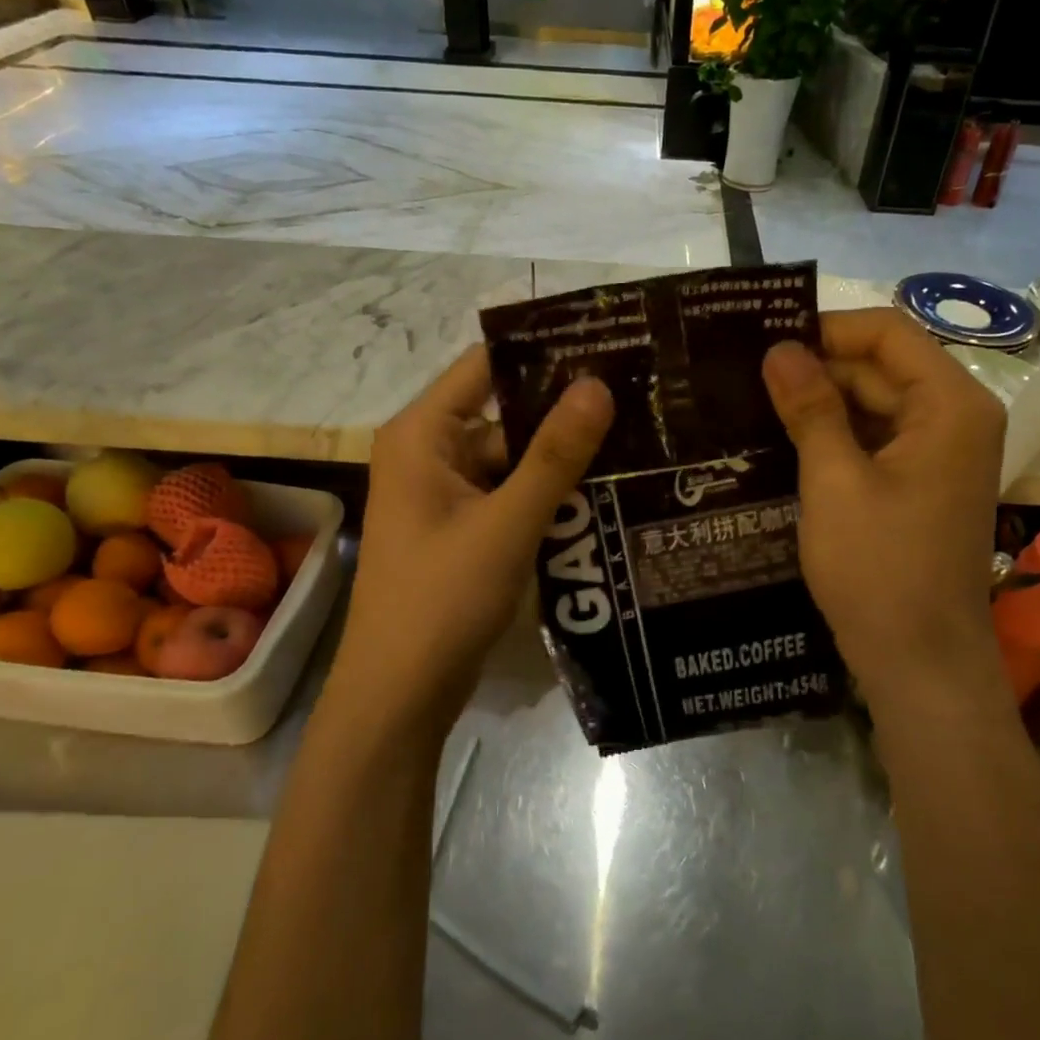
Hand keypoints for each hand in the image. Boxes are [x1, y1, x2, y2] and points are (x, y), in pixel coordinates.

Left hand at [334, 345, 614, 730]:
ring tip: (635, 440)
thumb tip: (598, 383)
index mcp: (423, 434)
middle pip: (503, 413)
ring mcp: (445, 494)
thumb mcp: (507, 522)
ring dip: (562, 457)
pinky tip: (603, 492)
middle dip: (564, 411)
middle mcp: (429, 453)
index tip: (607, 345)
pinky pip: (510, 494)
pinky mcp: (462, 528)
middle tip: (638, 398)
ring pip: (512, 458)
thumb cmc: (442, 599)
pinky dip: (548, 493)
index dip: (543, 352)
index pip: (485, 365)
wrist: (401, 694)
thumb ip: (554, 454)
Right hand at [762, 309, 1006, 717]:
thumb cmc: (879, 568)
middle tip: (744, 377)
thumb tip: (779, 349)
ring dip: (821, 405)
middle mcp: (955, 418)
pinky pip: (876, 440)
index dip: (826, 329)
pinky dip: (835, 437)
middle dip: (817, 369)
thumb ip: (810, 408)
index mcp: (949, 405)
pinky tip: (784, 443)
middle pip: (881, 368)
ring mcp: (940, 454)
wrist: (919, 662)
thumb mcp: (833, 481)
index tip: (764, 344)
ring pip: (875, 405)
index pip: (888, 334)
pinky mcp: (921, 484)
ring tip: (753, 406)